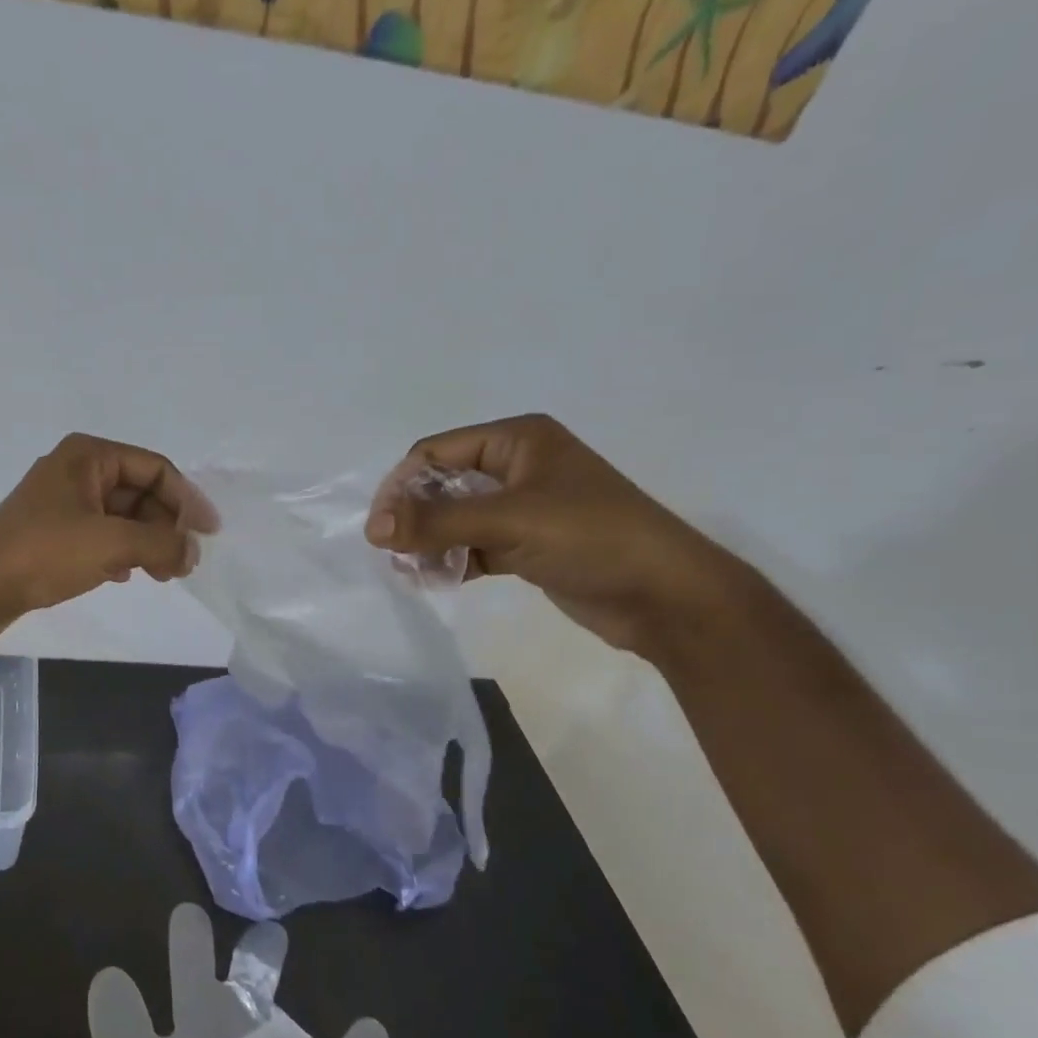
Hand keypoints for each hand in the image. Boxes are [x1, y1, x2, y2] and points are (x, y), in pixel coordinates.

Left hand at [0, 433, 214, 638]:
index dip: (187, 500)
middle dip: (165, 527)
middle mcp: (77, 471)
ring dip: (147, 543)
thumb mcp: (111, 544)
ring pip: (122, 517)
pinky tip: (126, 576)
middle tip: (183, 564)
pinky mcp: (54, 532)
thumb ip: (161, 543)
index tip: (207, 534)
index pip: (155, 468)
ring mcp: (64, 502)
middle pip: (140, 492)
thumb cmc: (44, 553)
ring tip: (163, 576)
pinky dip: (121, 552)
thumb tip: (193, 551)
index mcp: (89, 456)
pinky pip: (102, 535)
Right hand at [364, 415, 747, 658]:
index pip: (436, 452)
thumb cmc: (592, 538)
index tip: (381, 528)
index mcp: (517, 440)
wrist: (666, 596)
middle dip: (414, 518)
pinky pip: (472, 546)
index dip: (403, 486)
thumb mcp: (509, 521)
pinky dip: (451, 561)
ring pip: (454, 519)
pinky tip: (435, 581)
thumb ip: (438, 522)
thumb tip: (371, 528)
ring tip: (412, 572)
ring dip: (429, 543)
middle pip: (441, 485)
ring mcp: (522, 508)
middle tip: (394, 553)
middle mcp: (517, 467)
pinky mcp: (526, 544)